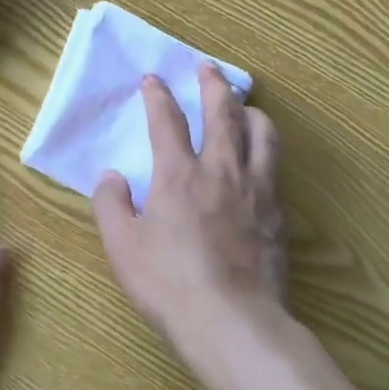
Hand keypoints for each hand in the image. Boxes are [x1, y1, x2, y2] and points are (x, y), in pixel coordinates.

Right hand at [92, 67, 288, 371]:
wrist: (232, 321)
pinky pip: (276, 164)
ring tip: (244, 105)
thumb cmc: (169, 283)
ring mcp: (255, 188)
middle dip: (213, 85)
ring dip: (250, 111)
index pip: (166, 120)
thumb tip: (111, 175)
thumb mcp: (122, 246)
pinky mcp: (278, 211)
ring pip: (260, 132)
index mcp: (177, 174)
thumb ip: (110, 204)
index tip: (153, 79)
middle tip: (208, 68)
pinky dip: (268, 146)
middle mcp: (220, 169)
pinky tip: (263, 154)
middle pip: (222, 112)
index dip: (158, 95)